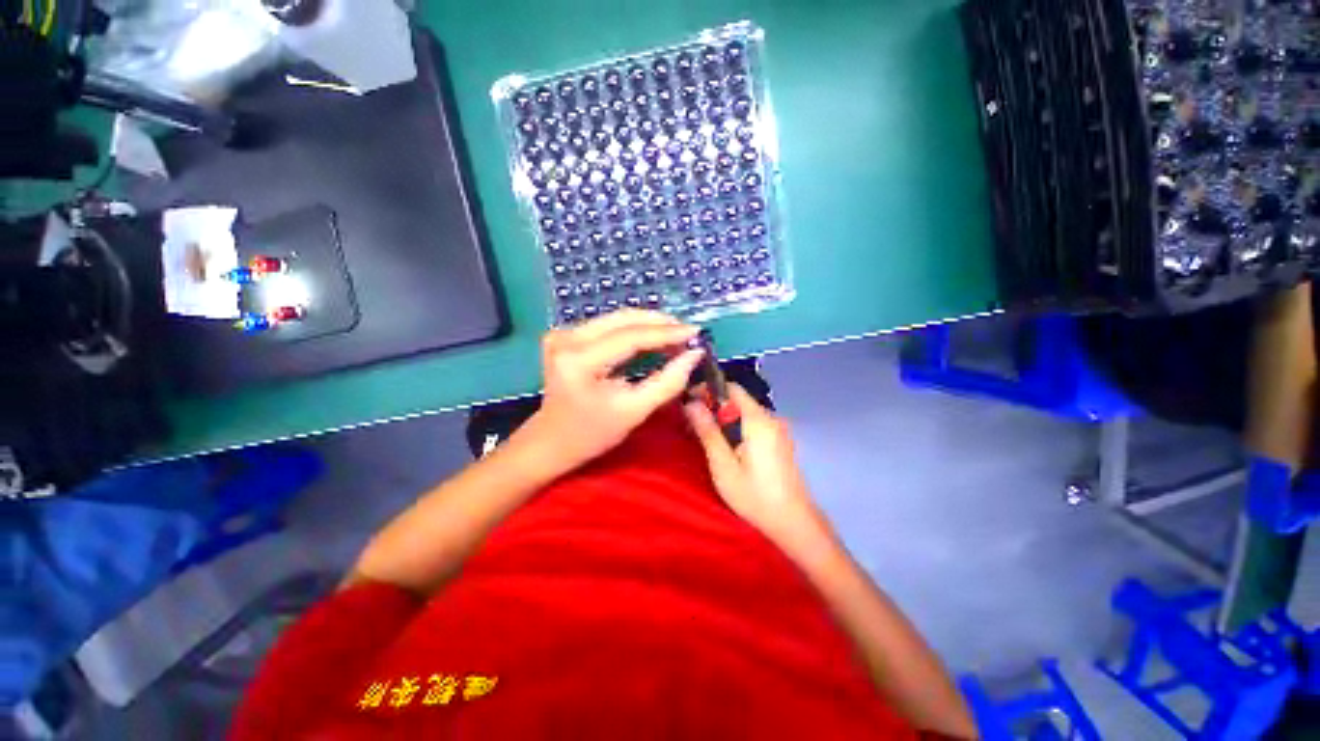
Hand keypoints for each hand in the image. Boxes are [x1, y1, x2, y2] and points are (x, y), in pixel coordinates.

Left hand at [521, 310, 703, 472]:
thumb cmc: (592, 434)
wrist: (551, 441)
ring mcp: (563, 333)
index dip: (667, 332)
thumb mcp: (634, 412)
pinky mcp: (565, 335)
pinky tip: (653, 338)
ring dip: (648, 325)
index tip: (696, 332)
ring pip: (617, 318)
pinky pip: (608, 326)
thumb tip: (694, 355)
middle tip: (688, 334)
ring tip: (675, 336)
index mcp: (579, 360)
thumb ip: (667, 382)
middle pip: (623, 319)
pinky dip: (633, 330)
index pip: (630, 337)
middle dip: (660, 323)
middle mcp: (566, 338)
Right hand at [684, 384, 828, 551]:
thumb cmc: (755, 496)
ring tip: (705, 436)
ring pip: (745, 413)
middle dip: (714, 406)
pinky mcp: (780, 442)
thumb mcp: (723, 465)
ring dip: (724, 419)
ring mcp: (778, 430)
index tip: (689, 401)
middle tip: (692, 424)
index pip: (731, 388)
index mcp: (758, 420)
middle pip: (738, 400)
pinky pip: (754, 424)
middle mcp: (771, 418)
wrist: (793, 524)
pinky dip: (737, 428)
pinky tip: (726, 447)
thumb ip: (707, 431)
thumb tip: (690, 403)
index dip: (708, 390)